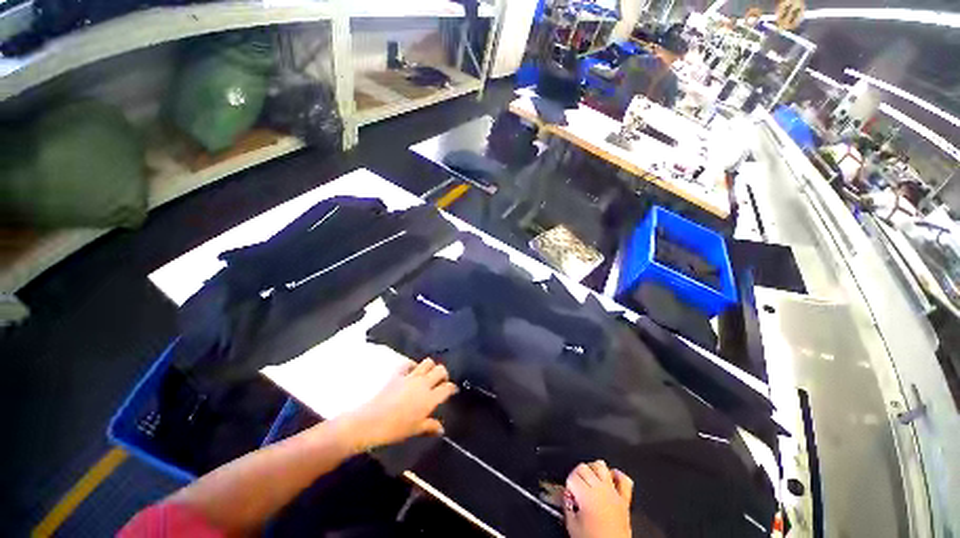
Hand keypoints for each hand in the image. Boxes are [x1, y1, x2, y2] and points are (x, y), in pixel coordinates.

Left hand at [343, 358, 456, 450]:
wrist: (372, 421)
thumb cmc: (396, 429)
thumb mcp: (415, 429)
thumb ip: (430, 426)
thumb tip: (441, 429)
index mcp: (430, 398)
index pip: (447, 387)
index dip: (452, 388)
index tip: (452, 390)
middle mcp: (424, 384)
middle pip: (440, 370)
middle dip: (443, 374)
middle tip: (440, 382)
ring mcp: (411, 376)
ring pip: (428, 362)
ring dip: (430, 367)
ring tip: (427, 375)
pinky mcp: (399, 373)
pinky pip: (409, 364)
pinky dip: (413, 365)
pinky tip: (411, 372)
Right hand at [564, 460, 632, 537]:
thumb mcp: (572, 527)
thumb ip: (567, 507)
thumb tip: (566, 498)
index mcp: (586, 495)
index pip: (572, 477)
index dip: (568, 484)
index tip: (568, 494)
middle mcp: (600, 489)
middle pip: (584, 468)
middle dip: (577, 474)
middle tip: (575, 487)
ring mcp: (613, 492)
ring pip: (601, 466)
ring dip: (593, 469)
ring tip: (589, 479)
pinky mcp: (624, 500)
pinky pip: (624, 480)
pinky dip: (617, 476)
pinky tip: (611, 478)